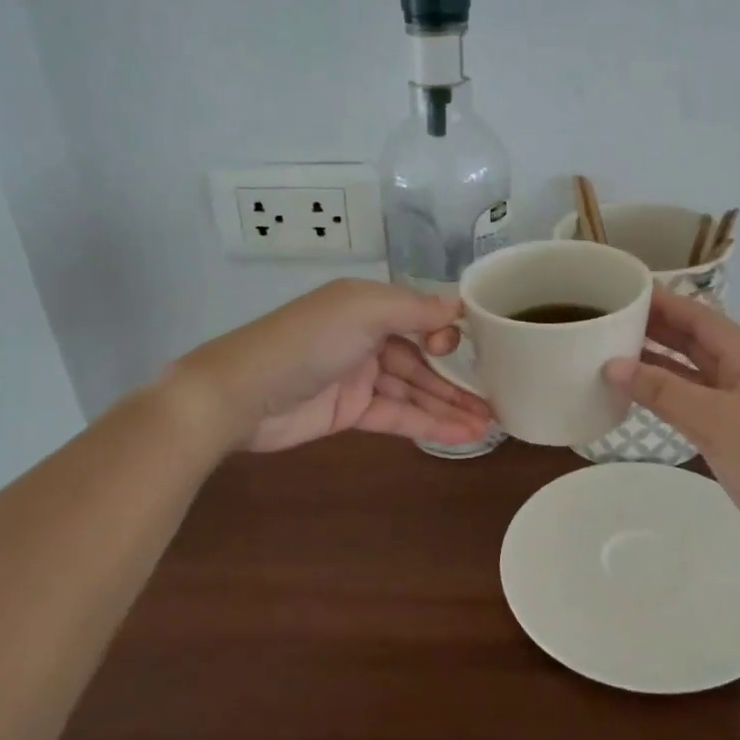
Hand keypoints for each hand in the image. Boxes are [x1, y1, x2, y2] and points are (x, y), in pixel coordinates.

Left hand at [173, 280, 491, 452]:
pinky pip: (398, 415)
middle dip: (459, 379)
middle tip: (499, 398)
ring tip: (490, 424)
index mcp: (369, 305)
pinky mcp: (351, 412)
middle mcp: (368, 337)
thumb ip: (414, 308)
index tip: (480, 350)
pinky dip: (428, 424)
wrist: (240, 394)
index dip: (450, 332)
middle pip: (423, 358)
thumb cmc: (306, 341)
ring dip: (450, 406)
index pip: (421, 315)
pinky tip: (459, 435)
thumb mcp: (363, 311)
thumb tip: (460, 305)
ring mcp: (360, 377)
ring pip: (415, 390)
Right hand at [603, 289, 739, 579]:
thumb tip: (612, 365)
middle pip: (695, 341)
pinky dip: (663, 393)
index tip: (628, 289)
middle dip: (657, 326)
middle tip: (612, 316)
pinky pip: (688, 402)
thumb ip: (663, 391)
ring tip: (614, 347)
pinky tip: (636, 392)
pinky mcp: (728, 435)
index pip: (701, 318)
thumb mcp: (714, 421)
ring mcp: (736, 406)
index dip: (667, 301)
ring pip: (689, 372)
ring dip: (656, 360)